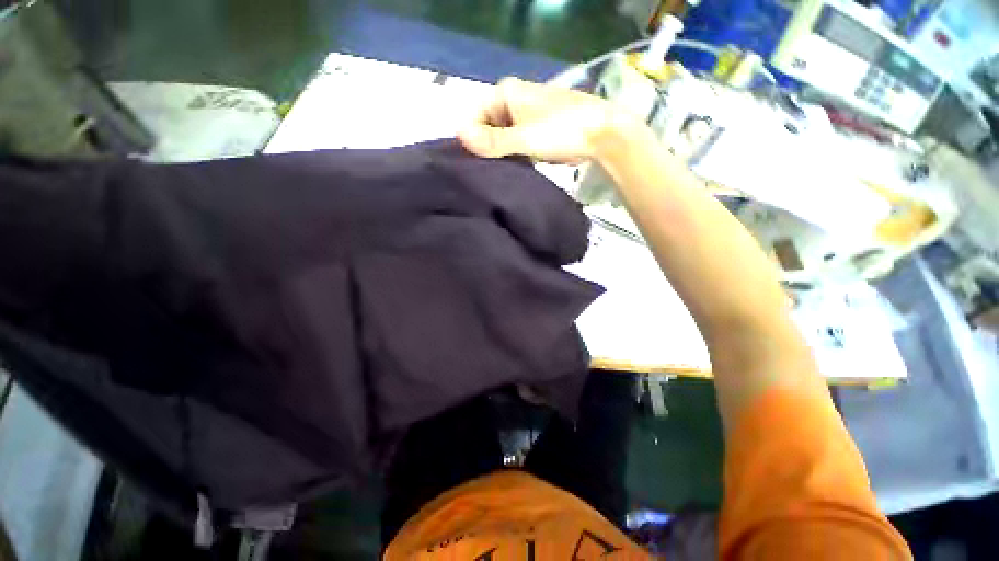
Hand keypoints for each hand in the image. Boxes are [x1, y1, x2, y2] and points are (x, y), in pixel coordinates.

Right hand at [458, 77, 622, 163]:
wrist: (610, 132)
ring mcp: (533, 105)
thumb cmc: (564, 131)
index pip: (471, 117)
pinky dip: (523, 147)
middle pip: (487, 123)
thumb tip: (458, 136)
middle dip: (490, 145)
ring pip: (505, 130)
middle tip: (498, 167)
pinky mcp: (547, 118)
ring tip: (515, 165)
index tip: (482, 162)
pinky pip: (522, 133)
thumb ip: (489, 140)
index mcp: (505, 90)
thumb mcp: (522, 139)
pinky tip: (531, 161)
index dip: (473, 140)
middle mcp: (516, 93)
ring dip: (507, 148)